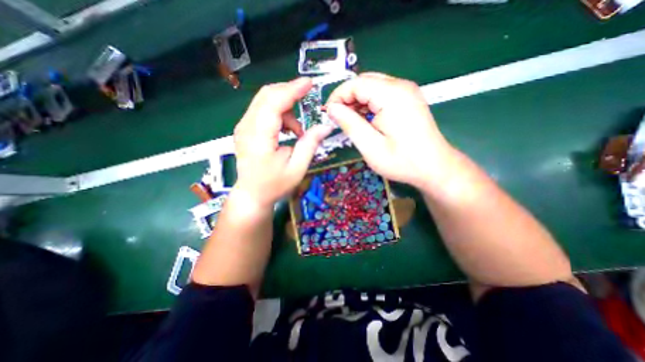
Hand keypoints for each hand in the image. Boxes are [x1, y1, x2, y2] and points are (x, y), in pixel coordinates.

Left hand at [234, 78, 331, 208]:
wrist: (252, 194)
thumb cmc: (274, 185)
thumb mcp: (297, 168)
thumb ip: (310, 144)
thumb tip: (325, 126)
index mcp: (259, 138)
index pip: (273, 102)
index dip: (292, 89)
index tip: (309, 83)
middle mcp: (246, 127)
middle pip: (267, 95)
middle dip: (290, 95)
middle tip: (307, 104)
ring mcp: (243, 126)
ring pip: (265, 101)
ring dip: (286, 109)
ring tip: (297, 131)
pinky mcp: (245, 129)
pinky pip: (263, 110)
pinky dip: (279, 114)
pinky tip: (287, 131)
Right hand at [326, 72, 455, 187]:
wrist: (434, 167)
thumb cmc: (402, 161)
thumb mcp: (371, 146)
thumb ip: (350, 124)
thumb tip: (332, 109)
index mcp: (392, 95)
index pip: (356, 83)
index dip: (338, 96)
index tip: (328, 113)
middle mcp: (401, 86)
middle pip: (364, 82)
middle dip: (347, 98)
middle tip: (337, 118)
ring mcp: (407, 92)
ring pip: (372, 87)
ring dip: (357, 101)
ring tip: (349, 120)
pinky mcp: (408, 100)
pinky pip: (382, 94)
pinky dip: (369, 104)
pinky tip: (364, 119)